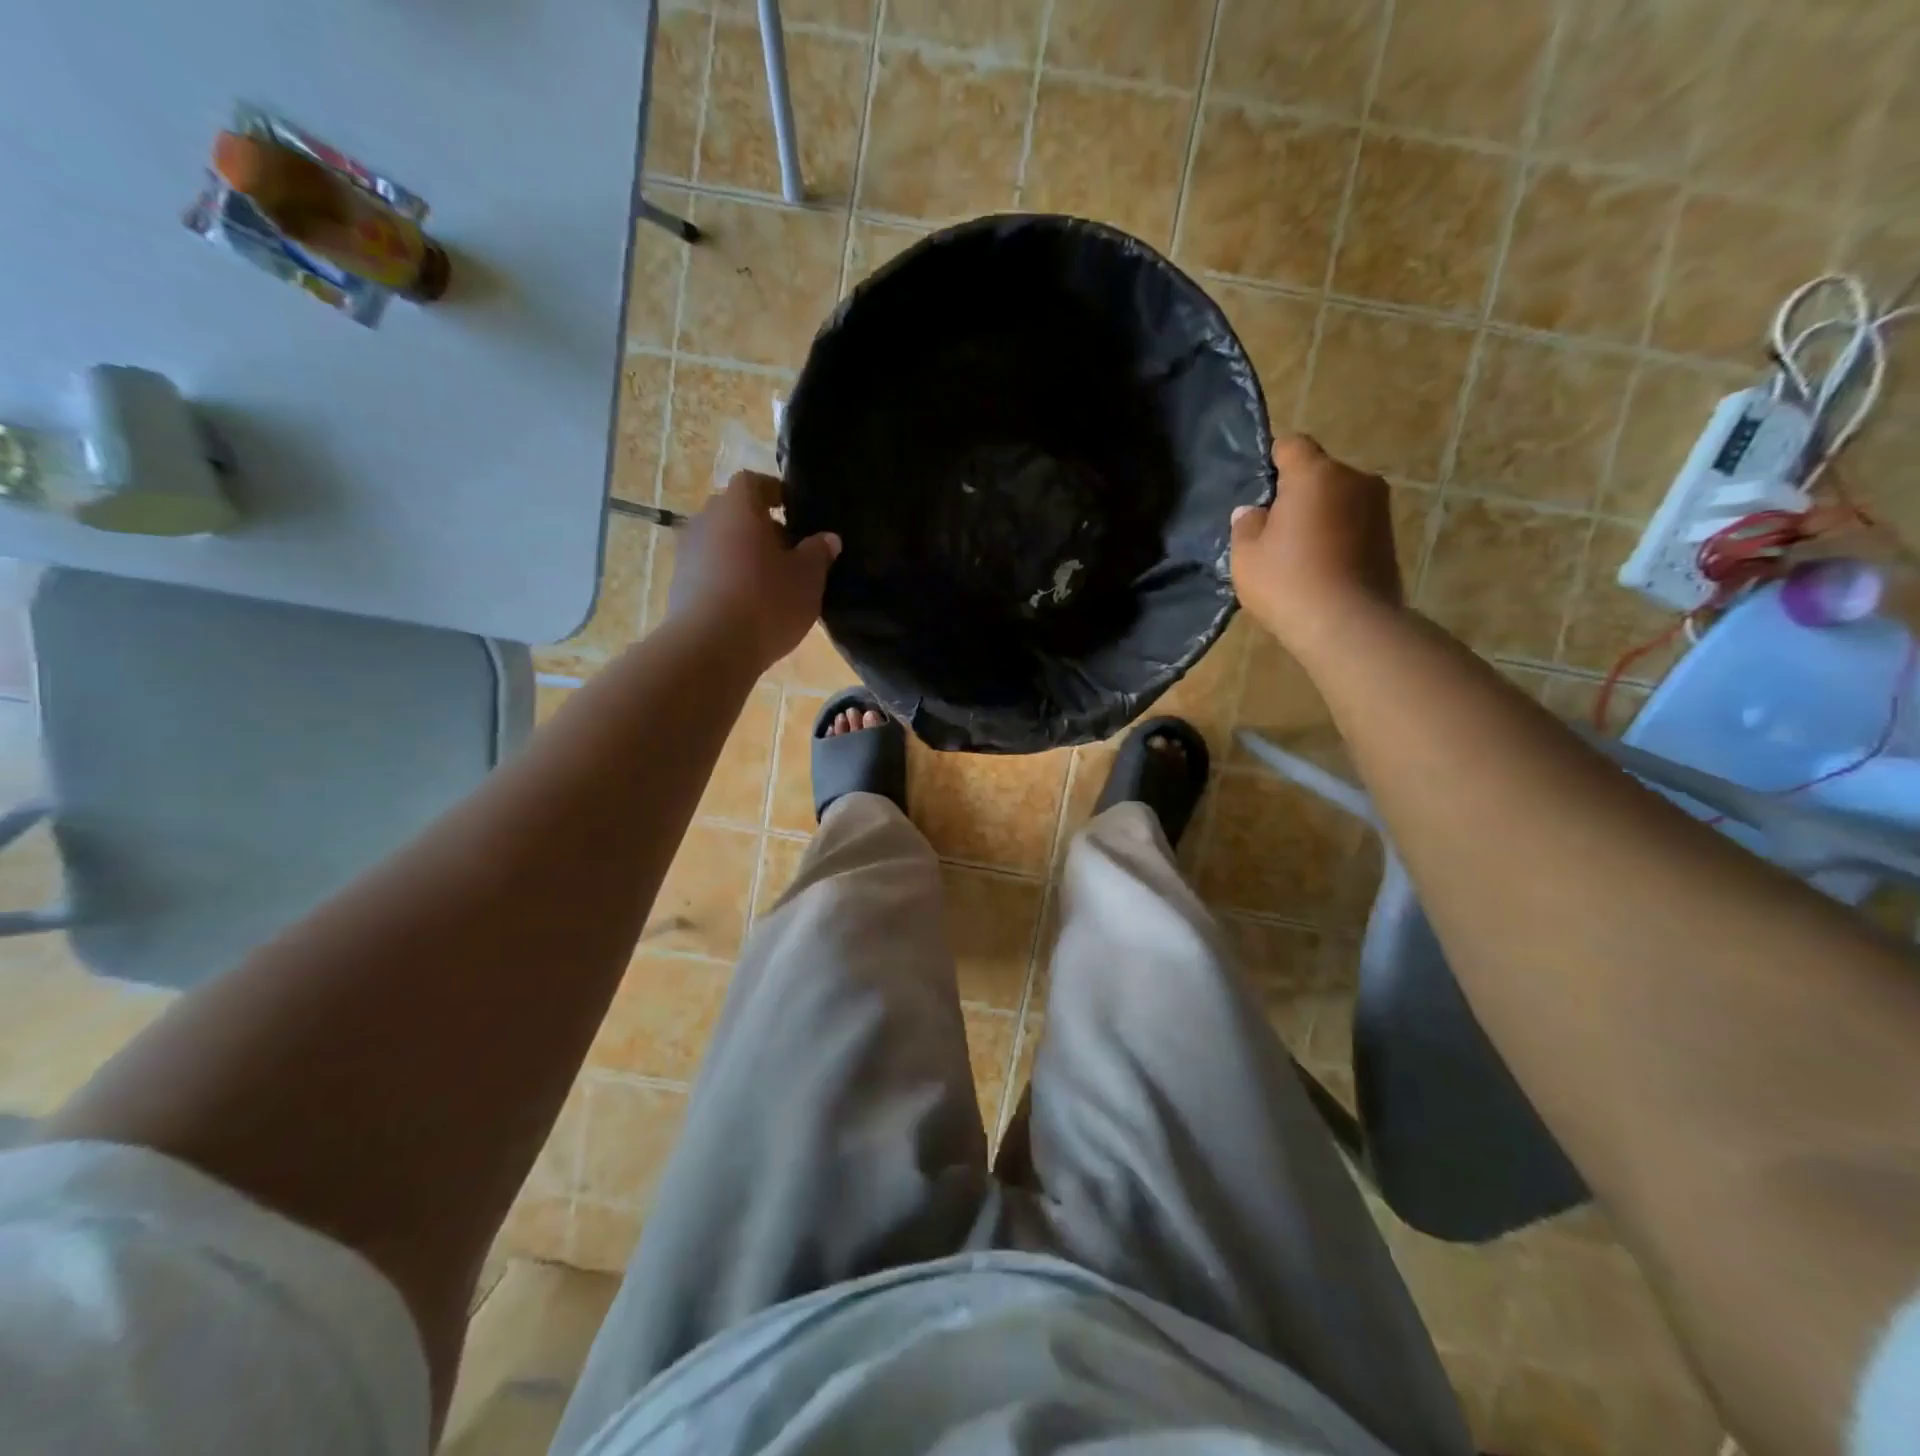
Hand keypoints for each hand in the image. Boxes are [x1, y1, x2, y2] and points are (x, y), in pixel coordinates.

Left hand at [667, 470, 840, 668]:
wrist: (710, 648)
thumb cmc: (767, 601)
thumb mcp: (808, 578)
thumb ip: (818, 553)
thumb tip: (827, 538)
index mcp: (738, 506)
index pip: (754, 482)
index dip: (775, 492)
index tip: (794, 511)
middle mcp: (705, 520)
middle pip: (735, 512)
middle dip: (761, 526)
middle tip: (788, 551)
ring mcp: (687, 553)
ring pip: (721, 542)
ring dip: (743, 554)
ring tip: (770, 582)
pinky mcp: (679, 585)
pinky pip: (710, 570)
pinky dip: (728, 578)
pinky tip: (748, 604)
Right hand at [1230, 434, 1402, 655]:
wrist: (1348, 626)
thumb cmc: (1288, 582)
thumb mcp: (1246, 556)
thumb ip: (1246, 525)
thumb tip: (1253, 512)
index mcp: (1316, 474)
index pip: (1292, 445)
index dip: (1272, 461)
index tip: (1258, 491)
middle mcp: (1355, 479)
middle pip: (1318, 474)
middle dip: (1297, 494)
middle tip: (1273, 529)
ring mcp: (1379, 508)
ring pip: (1338, 500)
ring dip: (1319, 517)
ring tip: (1297, 553)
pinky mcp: (1390, 538)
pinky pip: (1353, 525)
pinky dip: (1337, 537)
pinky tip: (1320, 568)